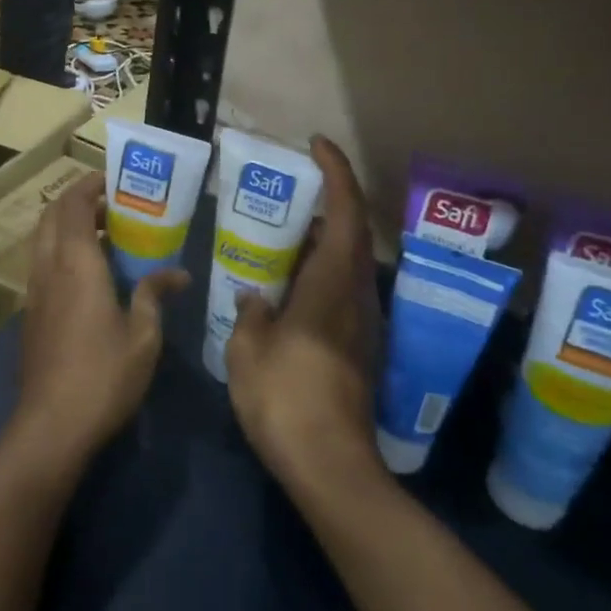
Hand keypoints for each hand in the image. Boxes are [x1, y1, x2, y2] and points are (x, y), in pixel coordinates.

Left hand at [17, 174, 187, 464]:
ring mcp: (35, 292)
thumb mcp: (143, 335)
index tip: (113, 178)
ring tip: (106, 235)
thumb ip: (154, 295)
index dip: (88, 185)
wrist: (51, 425)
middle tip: (112, 205)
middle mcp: (48, 268)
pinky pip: (43, 264)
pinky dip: (62, 251)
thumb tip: (178, 275)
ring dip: (68, 226)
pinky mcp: (31, 313)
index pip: (72, 205)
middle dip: (77, 201)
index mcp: (75, 264)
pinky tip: (91, 275)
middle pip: (51, 216)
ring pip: (44, 240)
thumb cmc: (103, 375)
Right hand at [226, 136, 384, 492]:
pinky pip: (341, 291)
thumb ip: (251, 313)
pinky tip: (286, 290)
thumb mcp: (248, 350)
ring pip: (347, 264)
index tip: (318, 145)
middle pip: (351, 233)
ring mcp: (362, 324)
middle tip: (288, 194)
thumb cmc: (285, 398)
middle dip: (326, 204)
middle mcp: (356, 296)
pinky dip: (319, 274)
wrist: (330, 465)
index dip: (336, 172)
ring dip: (322, 242)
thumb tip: (257, 297)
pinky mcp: (359, 348)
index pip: (345, 212)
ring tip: (280, 239)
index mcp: (331, 285)